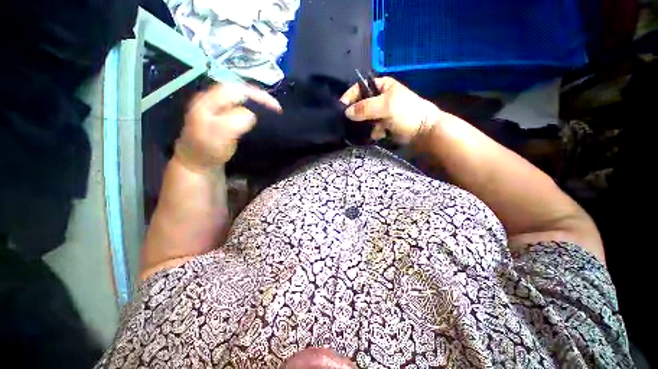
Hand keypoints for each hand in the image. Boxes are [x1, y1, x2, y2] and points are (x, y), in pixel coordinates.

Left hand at [175, 84, 280, 171]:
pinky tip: (261, 115)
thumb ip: (233, 123)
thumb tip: (251, 114)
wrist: (199, 160)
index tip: (275, 108)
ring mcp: (218, 105)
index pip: (237, 89)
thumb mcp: (218, 138)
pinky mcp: (223, 113)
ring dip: (258, 102)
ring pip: (242, 96)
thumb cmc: (208, 150)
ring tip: (272, 111)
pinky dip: (254, 107)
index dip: (257, 95)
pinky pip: (241, 104)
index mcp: (208, 101)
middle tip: (276, 109)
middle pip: (240, 89)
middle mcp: (213, 98)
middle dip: (260, 97)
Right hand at [340, 77, 441, 143]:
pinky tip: (378, 134)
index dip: (349, 97)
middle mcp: (378, 98)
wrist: (422, 131)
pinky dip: (371, 132)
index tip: (341, 108)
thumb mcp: (386, 106)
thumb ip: (365, 108)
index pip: (359, 88)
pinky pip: (369, 128)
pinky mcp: (380, 125)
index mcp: (381, 86)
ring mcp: (379, 113)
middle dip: (355, 114)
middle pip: (359, 104)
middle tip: (348, 123)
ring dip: (363, 125)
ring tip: (365, 130)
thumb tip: (347, 112)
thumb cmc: (406, 112)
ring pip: (363, 118)